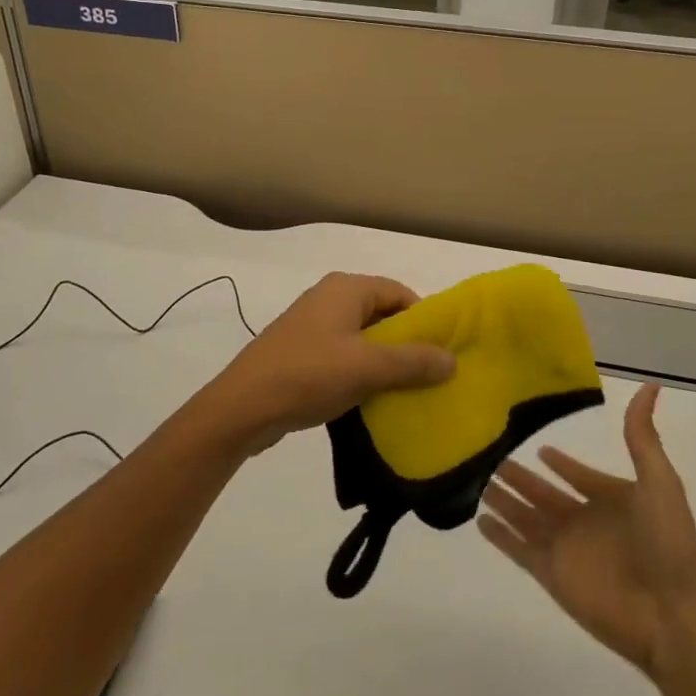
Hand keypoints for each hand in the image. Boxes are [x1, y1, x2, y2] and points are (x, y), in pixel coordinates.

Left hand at [200, 272, 454, 454]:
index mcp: (346, 289)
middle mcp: (329, 298)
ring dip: (384, 361)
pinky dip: (360, 371)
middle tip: (429, 375)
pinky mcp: (301, 351)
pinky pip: (343, 354)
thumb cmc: (309, 374)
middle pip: (382, 314)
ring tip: (405, 391)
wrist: (243, 406)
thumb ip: (413, 362)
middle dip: (406, 343)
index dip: (424, 320)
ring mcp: (312, 325)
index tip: (442, 352)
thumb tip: (452, 360)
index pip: (399, 293)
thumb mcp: (368, 368)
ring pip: (362, 337)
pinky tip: (371, 399)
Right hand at [480, 384, 695, 678]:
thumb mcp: (659, 480)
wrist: (673, 615)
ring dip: (504, 501)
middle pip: (544, 494)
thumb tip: (651, 386)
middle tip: (491, 456)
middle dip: (520, 478)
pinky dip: (500, 536)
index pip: (579, 476)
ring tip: (476, 481)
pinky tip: (479, 520)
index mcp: (611, 499)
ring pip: (526, 518)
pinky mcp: (552, 575)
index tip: (538, 447)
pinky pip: (518, 550)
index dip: (561, 463)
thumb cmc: (669, 544)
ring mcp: (566, 549)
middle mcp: (585, 521)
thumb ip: (642, 435)